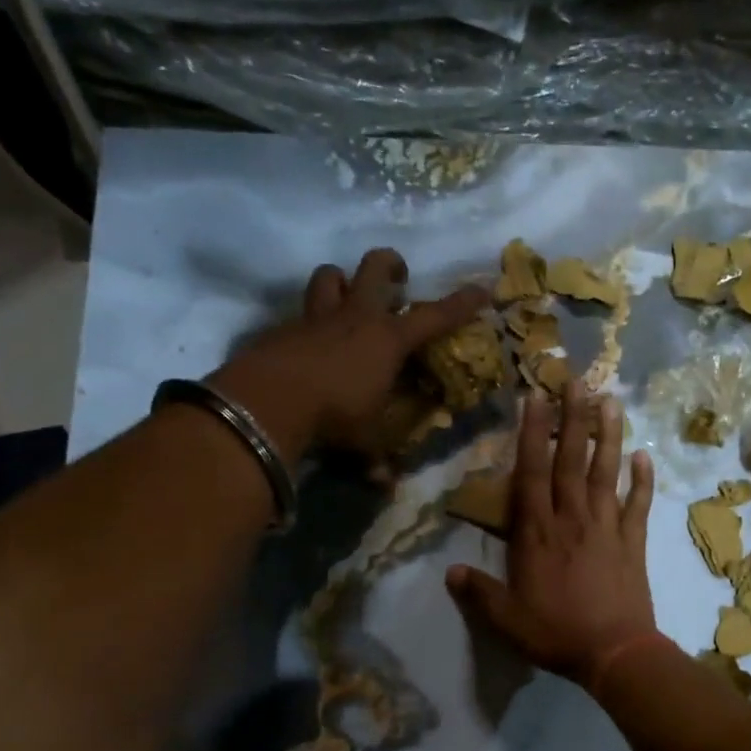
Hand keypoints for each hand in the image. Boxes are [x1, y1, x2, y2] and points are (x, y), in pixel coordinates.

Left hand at [208, 248, 485, 460]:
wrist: (269, 400)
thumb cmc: (334, 415)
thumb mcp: (363, 440)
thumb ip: (376, 458)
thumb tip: (387, 486)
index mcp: (387, 340)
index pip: (434, 317)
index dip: (460, 304)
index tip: (481, 289)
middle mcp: (356, 317)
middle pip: (375, 268)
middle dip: (390, 264)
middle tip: (398, 275)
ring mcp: (317, 317)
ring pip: (330, 276)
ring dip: (341, 280)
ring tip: (347, 294)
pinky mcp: (284, 327)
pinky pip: (300, 312)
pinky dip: (308, 320)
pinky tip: (308, 340)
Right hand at [446, 380, 659, 685]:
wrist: (615, 652)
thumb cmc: (556, 633)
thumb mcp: (506, 620)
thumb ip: (478, 593)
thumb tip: (449, 572)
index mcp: (537, 533)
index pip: (532, 473)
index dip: (532, 433)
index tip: (535, 398)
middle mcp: (572, 519)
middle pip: (571, 460)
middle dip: (572, 418)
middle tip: (577, 381)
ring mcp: (606, 526)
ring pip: (606, 472)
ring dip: (609, 435)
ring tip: (610, 400)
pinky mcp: (633, 540)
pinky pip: (638, 504)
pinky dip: (642, 480)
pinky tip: (645, 456)